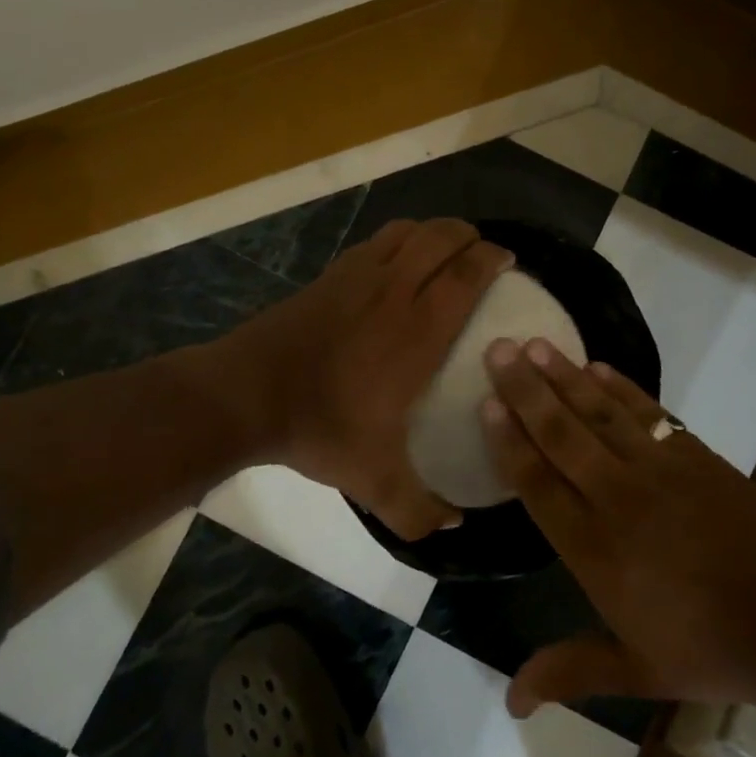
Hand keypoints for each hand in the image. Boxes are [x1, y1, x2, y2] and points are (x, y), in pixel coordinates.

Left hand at [227, 218, 512, 538]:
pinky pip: (377, 241)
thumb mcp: (374, 480)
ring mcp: (358, 276)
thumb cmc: (320, 427)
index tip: (509, 261)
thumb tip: (454, 525)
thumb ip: (418, 509)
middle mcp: (394, 290)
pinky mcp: (330, 274)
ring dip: (435, 232)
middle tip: (482, 255)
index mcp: (418, 330)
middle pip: (442, 237)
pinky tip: (397, 262)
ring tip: (446, 251)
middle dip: (470, 236)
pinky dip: (399, 239)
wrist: (246, 394)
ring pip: (408, 231)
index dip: (493, 259)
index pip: (467, 274)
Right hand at [480, 338, 755, 716]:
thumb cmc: (709, 648)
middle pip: (560, 434)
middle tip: (497, 348)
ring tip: (536, 343)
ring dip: (565, 376)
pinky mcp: (693, 455)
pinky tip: (597, 367)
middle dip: (525, 389)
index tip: (487, 403)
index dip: (509, 441)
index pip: (538, 484)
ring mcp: (657, 470)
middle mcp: (616, 497)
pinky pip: (646, 412)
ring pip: (599, 413)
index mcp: (594, 548)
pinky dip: (620, 386)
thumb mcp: (635, 669)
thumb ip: (570, 670)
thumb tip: (510, 701)